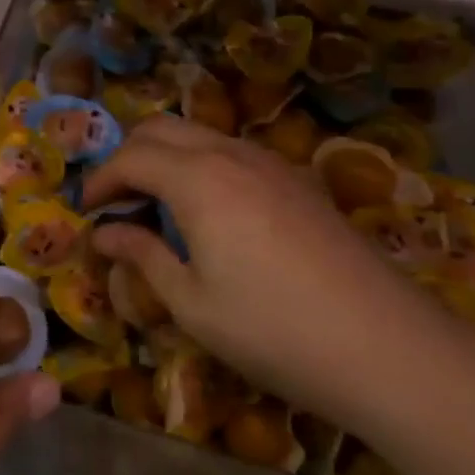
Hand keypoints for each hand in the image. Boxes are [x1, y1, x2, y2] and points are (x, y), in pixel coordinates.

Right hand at [82, 115, 474, 433]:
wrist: (388, 347)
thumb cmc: (274, 330)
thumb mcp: (193, 303)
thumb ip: (143, 256)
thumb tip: (103, 234)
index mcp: (197, 179)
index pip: (130, 157)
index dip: (100, 181)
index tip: (85, 212)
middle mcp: (230, 154)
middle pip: (161, 128)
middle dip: (127, 156)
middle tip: (115, 201)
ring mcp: (270, 162)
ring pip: (199, 134)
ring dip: (165, 157)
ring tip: (155, 205)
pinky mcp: (298, 180)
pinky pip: (232, 151)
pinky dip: (201, 165)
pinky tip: (208, 212)